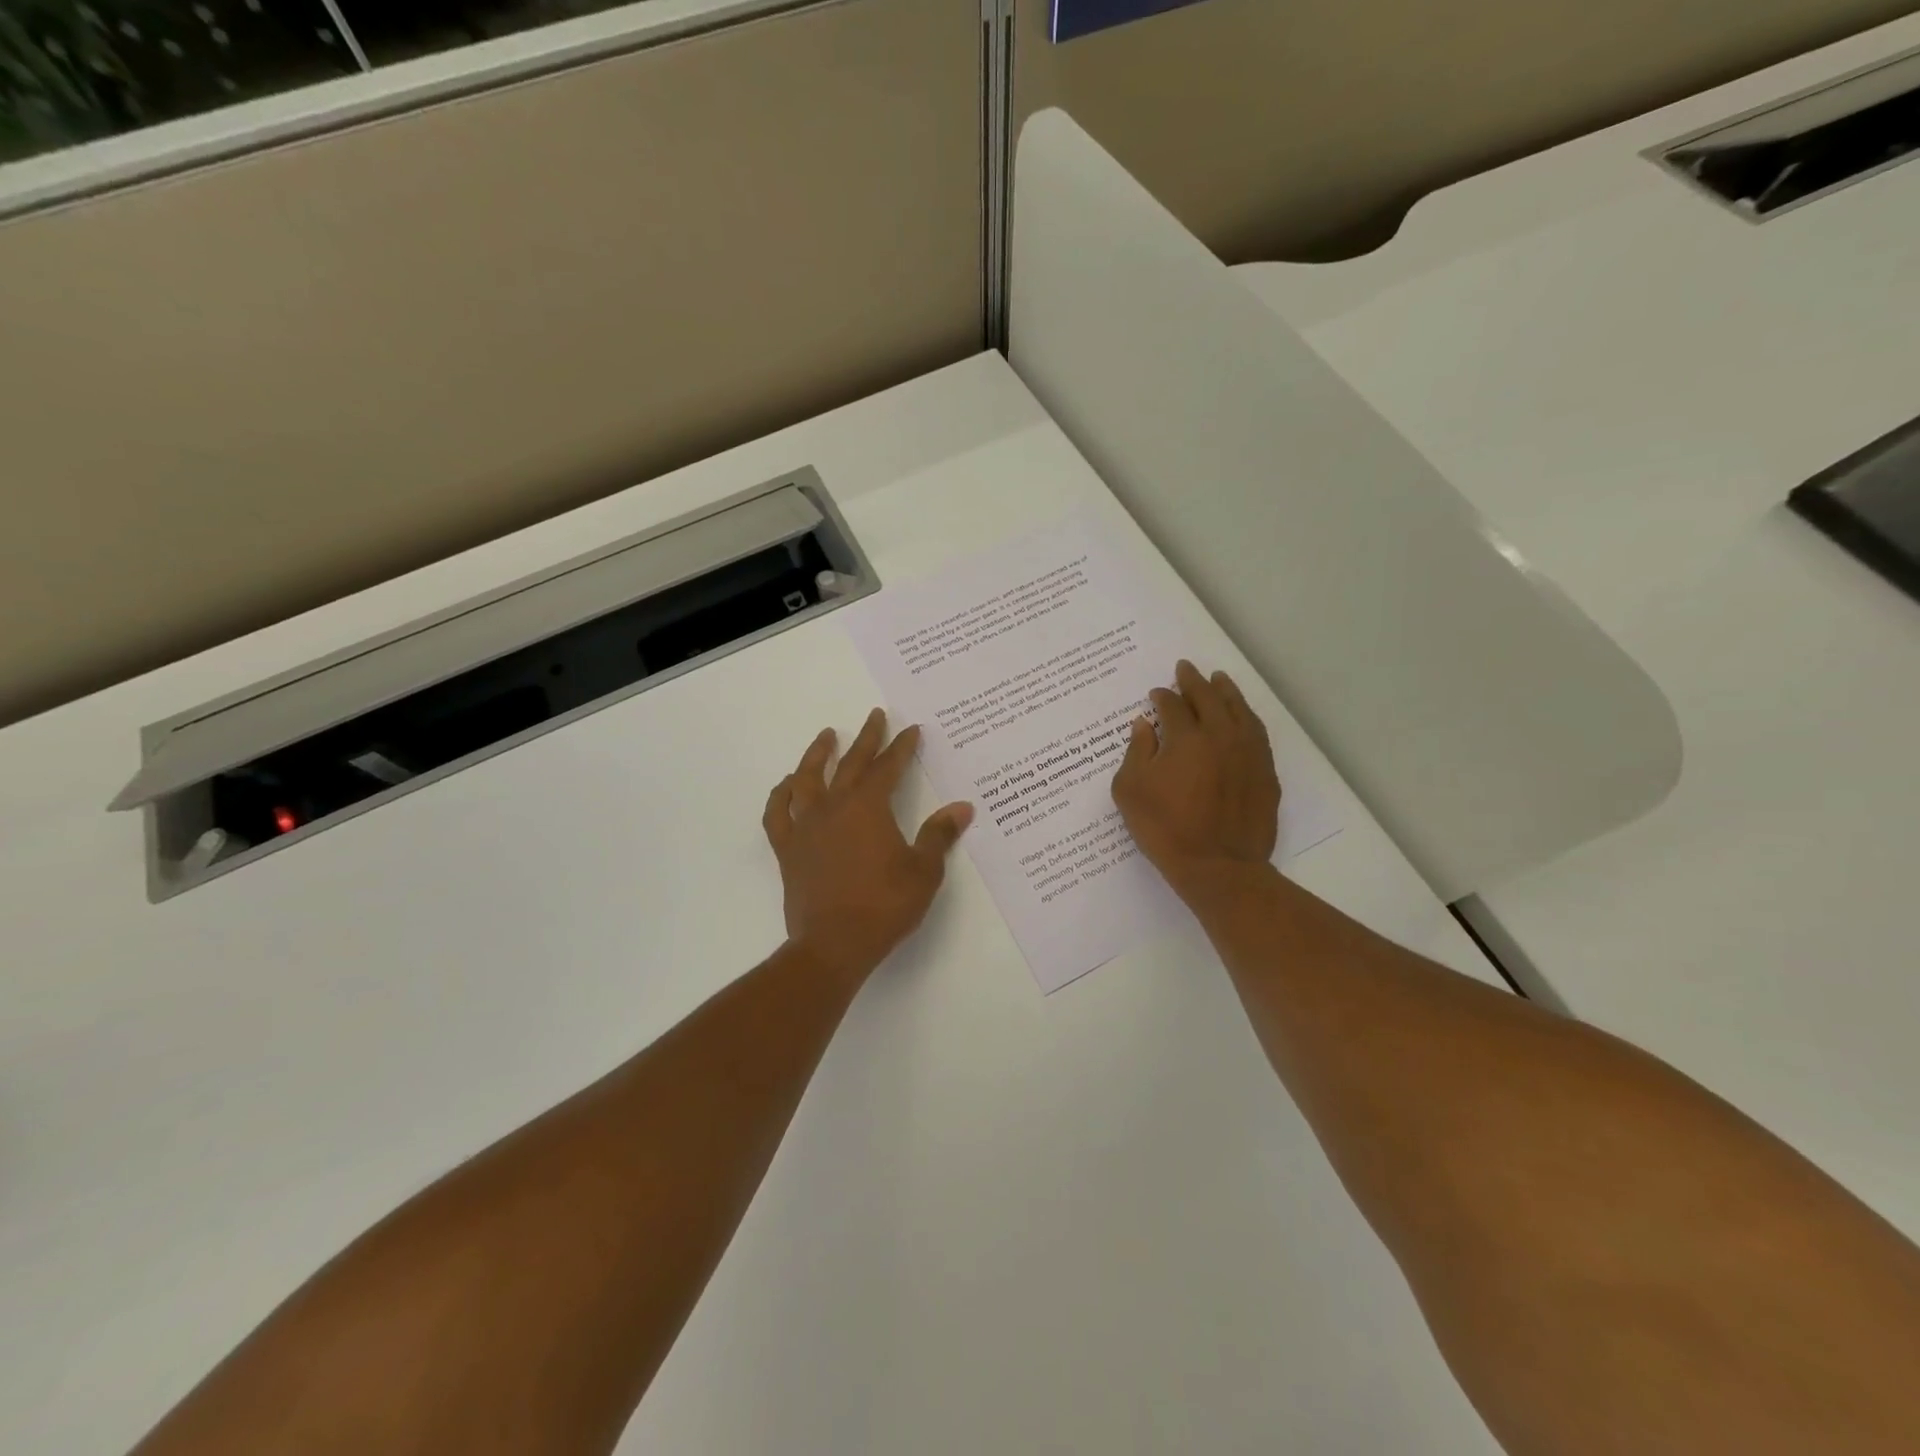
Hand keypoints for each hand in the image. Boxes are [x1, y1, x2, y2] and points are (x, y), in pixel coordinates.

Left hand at [763, 709, 973, 985]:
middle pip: (851, 764)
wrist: (833, 945)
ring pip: (808, 779)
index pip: (888, 767)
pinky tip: (788, 785)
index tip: (912, 730)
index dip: (902, 747)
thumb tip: (962, 808)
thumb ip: (939, 835)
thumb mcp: (923, 871)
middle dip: (867, 738)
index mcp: (868, 808)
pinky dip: (781, 795)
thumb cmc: (884, 907)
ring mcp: (806, 827)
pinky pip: (778, 814)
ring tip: (826, 736)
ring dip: (818, 754)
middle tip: (875, 715)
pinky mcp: (788, 849)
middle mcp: (834, 807)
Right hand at [1112, 661, 1280, 898]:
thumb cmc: (1165, 829)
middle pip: (1208, 699)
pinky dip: (1247, 717)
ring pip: (1239, 711)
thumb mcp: (1131, 791)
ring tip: (1219, 680)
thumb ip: (1136, 752)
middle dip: (1194, 682)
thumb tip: (1143, 725)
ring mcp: (1248, 753)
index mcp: (1186, 738)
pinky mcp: (1266, 773)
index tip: (1156, 694)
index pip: (1172, 707)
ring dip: (1226, 692)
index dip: (1162, 698)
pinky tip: (1242, 716)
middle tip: (1186, 669)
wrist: (1218, 867)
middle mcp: (1221, 736)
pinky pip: (1257, 733)